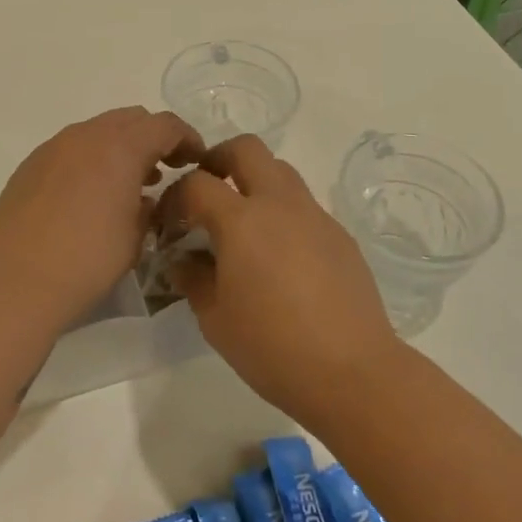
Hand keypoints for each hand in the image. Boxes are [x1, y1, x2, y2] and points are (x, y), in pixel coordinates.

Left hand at [0, 106, 202, 333]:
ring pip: (99, 130)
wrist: (15, 281)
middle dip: (154, 137)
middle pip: (132, 119)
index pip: (165, 125)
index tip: (197, 160)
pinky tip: (91, 194)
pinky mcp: (31, 164)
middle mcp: (86, 135)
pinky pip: (72, 148)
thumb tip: (144, 198)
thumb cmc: (87, 261)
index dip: (187, 138)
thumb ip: (149, 208)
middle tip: (167, 167)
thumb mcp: (136, 238)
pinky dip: (92, 158)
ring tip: (131, 183)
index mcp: (120, 147)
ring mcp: (54, 146)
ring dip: (122, 147)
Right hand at [159, 135, 399, 423]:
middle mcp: (279, 204)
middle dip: (219, 159)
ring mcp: (315, 216)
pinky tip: (279, 255)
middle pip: (246, 149)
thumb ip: (192, 278)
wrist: (353, 372)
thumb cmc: (272, 348)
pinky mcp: (339, 234)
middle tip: (207, 191)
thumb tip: (183, 258)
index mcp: (242, 221)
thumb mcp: (215, 319)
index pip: (198, 184)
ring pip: (280, 170)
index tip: (168, 222)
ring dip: (254, 181)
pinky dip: (282, 212)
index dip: (175, 196)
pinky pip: (303, 205)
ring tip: (243, 223)